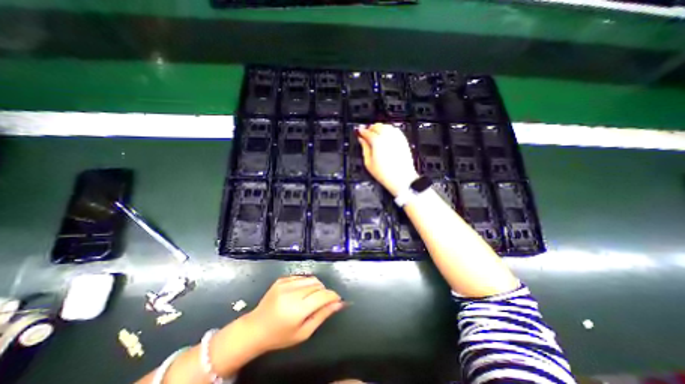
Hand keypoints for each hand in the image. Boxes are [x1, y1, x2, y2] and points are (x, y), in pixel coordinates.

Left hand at [244, 277, 344, 353]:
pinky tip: (300, 293)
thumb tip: (338, 304)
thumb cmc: (280, 336)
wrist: (255, 328)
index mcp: (297, 309)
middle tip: (321, 303)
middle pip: (318, 285)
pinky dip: (306, 283)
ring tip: (311, 298)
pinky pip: (301, 276)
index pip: (322, 295)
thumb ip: (322, 315)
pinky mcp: (281, 279)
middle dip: (324, 292)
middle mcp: (292, 293)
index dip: (333, 296)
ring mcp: (285, 283)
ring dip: (316, 286)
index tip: (337, 300)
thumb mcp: (304, 332)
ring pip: (311, 278)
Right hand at [358, 124, 417, 195]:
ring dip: (379, 128)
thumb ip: (364, 148)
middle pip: (377, 126)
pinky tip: (386, 135)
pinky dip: (389, 130)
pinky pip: (395, 130)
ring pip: (386, 126)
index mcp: (377, 142)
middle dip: (370, 128)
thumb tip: (361, 140)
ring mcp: (396, 138)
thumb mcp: (368, 163)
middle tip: (366, 133)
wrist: (401, 179)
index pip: (367, 132)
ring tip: (375, 134)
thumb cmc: (385, 174)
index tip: (359, 132)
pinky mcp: (403, 141)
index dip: (361, 131)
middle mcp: (387, 137)